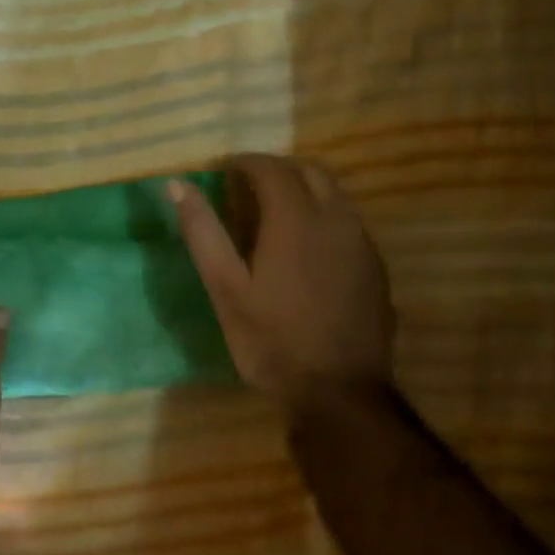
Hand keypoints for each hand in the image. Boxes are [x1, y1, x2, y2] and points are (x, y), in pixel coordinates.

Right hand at [170, 155, 394, 405]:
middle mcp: (336, 220)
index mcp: (296, 219)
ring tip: (277, 213)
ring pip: (336, 196)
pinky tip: (309, 250)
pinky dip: (325, 218)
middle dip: (279, 169)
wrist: (339, 392)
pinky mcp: (375, 269)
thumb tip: (178, 185)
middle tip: (250, 185)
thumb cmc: (272, 341)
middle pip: (312, 171)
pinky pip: (349, 224)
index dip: (246, 162)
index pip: (271, 168)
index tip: (225, 169)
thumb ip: (203, 233)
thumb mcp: (226, 289)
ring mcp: (362, 244)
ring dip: (306, 190)